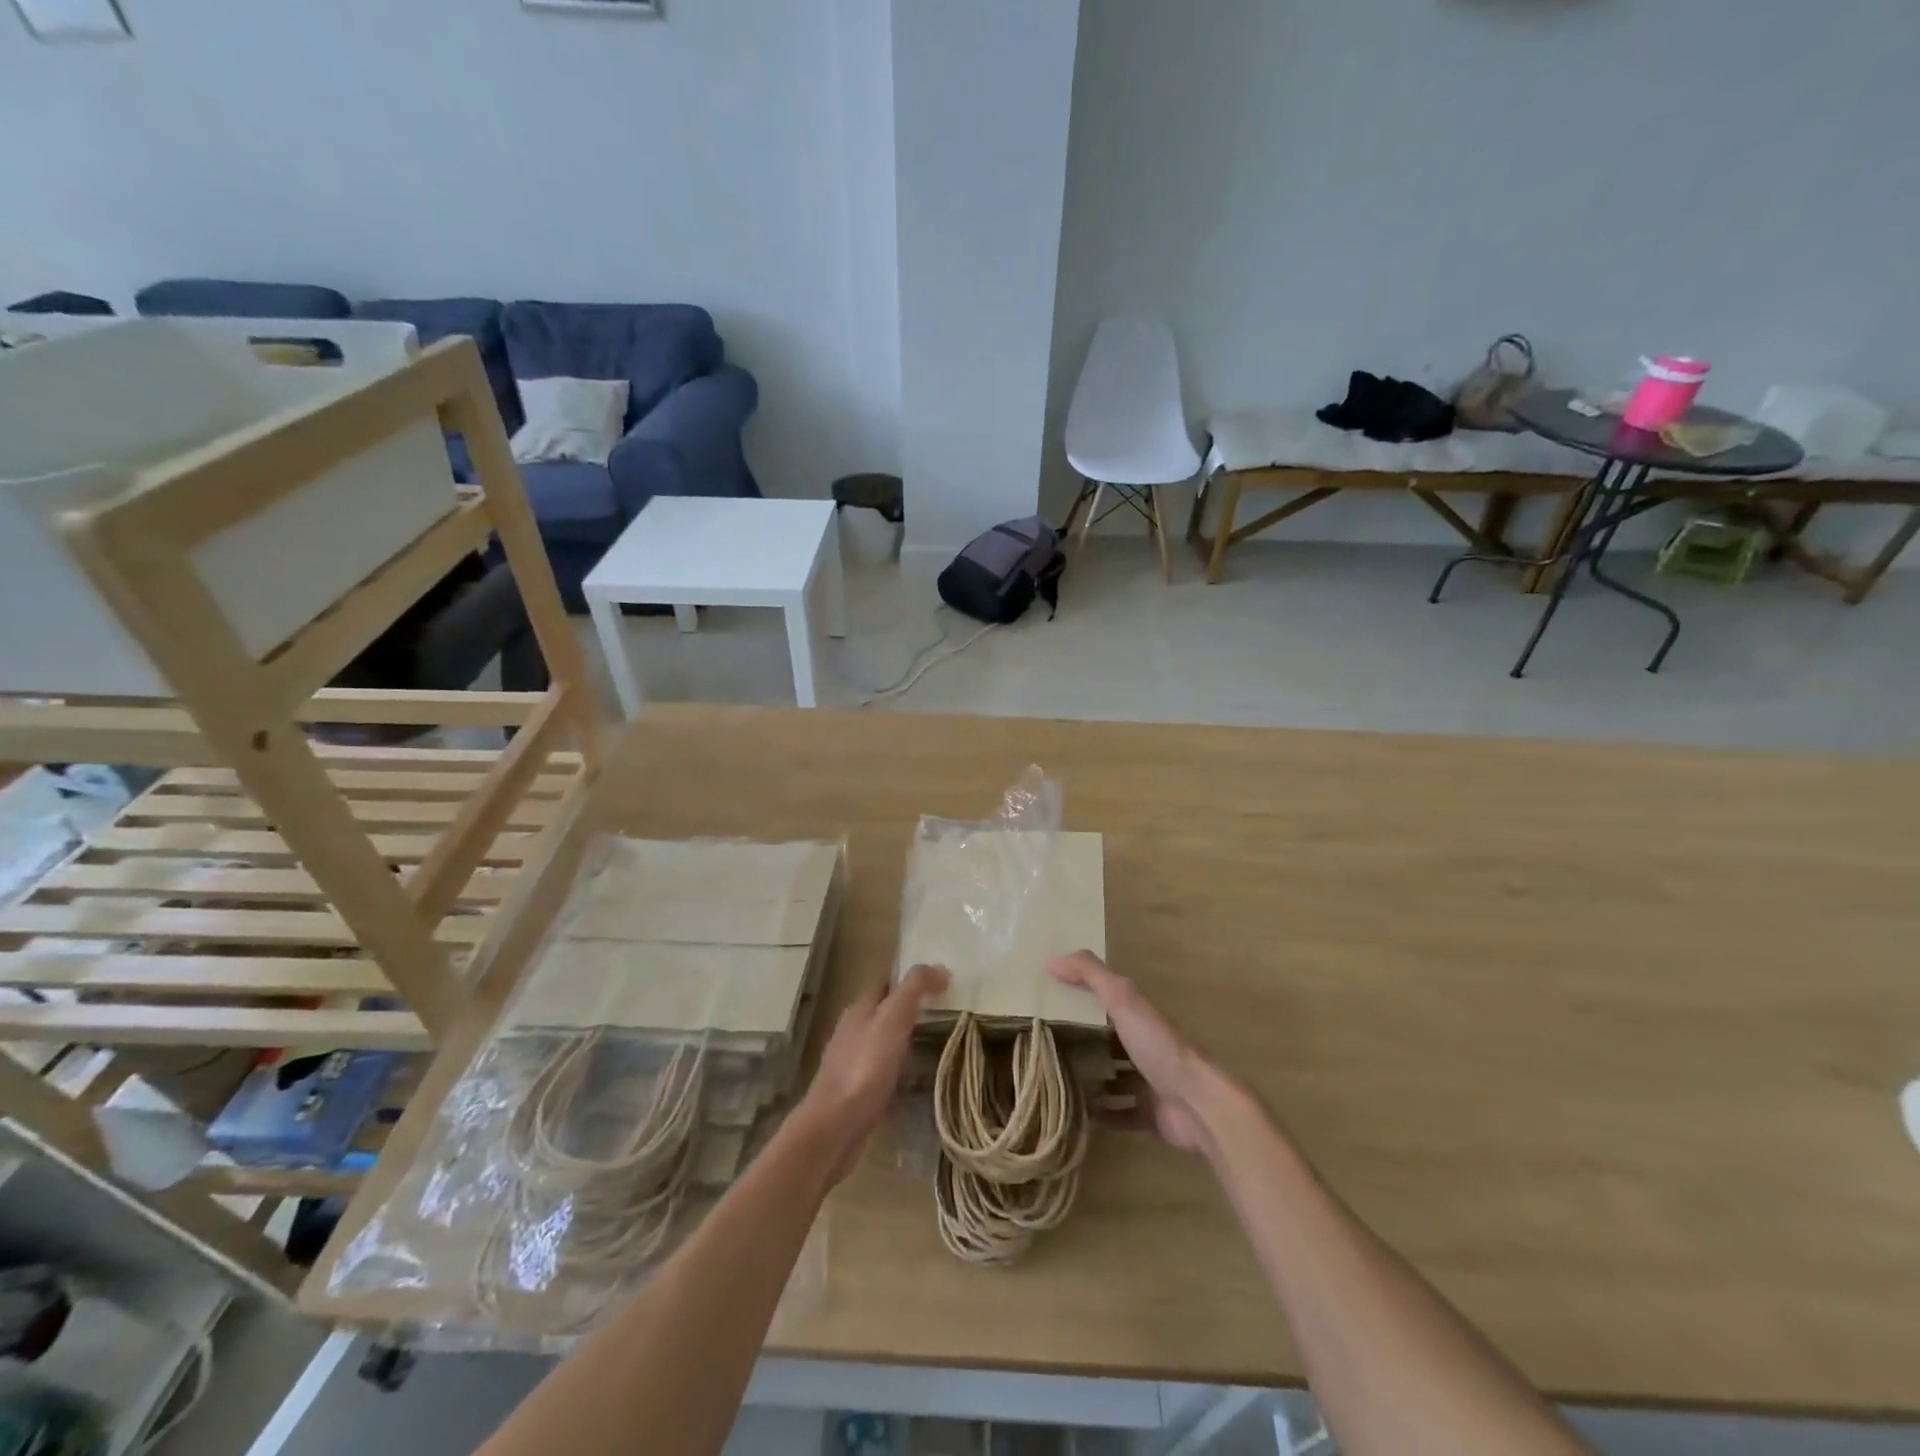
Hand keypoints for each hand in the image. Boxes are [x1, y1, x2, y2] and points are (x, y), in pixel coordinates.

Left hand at [794, 963, 947, 1182]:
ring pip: (883, 1041)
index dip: (912, 982)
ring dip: (905, 1040)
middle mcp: (852, 1031)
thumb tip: (939, 966)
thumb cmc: (865, 1068)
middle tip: (946, 1015)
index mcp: (859, 1010)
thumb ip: (914, 990)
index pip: (887, 985)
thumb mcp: (893, 1020)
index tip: (942, 986)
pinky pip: (882, 1069)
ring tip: (936, 1045)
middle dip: (910, 1011)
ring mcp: (851, 1062)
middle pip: (884, 1012)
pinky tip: (915, 1079)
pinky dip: (899, 1067)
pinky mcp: (855, 1091)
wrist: (834, 1127)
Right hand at [1048, 950, 1218, 1153]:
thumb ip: (1091, 975)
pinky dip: (1101, 1114)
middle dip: (1082, 1041)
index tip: (1049, 1002)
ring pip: (1114, 1077)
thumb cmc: (1157, 1045)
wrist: (1195, 1103)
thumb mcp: (1122, 999)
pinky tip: (1075, 1114)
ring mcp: (1148, 1081)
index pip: (1106, 1001)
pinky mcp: (1149, 1114)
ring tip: (1053, 1079)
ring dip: (1090, 1078)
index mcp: (1139, 1016)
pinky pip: (1119, 1113)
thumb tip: (1052, 960)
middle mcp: (1145, 1045)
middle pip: (1108, 1039)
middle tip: (1044, 1046)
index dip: (1080, 998)